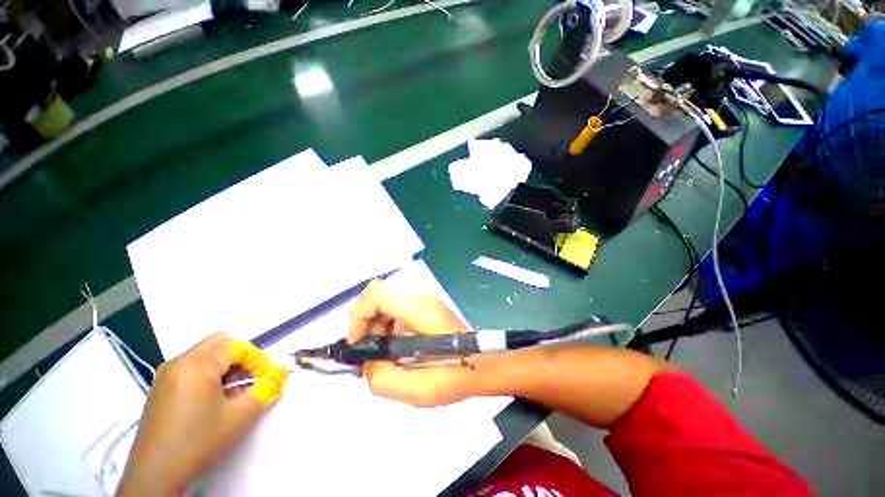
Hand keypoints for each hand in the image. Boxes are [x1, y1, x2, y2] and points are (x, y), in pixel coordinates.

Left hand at [118, 335, 287, 495]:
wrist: (155, 476)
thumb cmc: (199, 442)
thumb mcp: (241, 416)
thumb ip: (267, 388)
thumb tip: (283, 371)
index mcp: (196, 364)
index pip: (238, 347)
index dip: (258, 361)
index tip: (267, 380)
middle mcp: (178, 362)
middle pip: (220, 345)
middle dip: (242, 359)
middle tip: (252, 381)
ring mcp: (165, 376)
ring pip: (206, 356)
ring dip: (227, 368)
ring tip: (235, 393)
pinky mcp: (160, 389)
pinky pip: (192, 369)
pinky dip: (210, 377)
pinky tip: (215, 401)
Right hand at [348, 280, 485, 407]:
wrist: (486, 363)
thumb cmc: (458, 375)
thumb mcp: (419, 389)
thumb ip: (383, 379)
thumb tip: (367, 364)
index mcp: (419, 309)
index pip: (375, 293)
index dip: (358, 316)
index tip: (358, 345)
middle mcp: (421, 298)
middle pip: (378, 298)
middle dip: (365, 326)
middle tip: (369, 356)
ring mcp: (425, 301)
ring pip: (385, 304)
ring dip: (375, 328)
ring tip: (381, 356)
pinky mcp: (426, 307)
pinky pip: (396, 310)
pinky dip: (386, 327)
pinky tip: (393, 349)